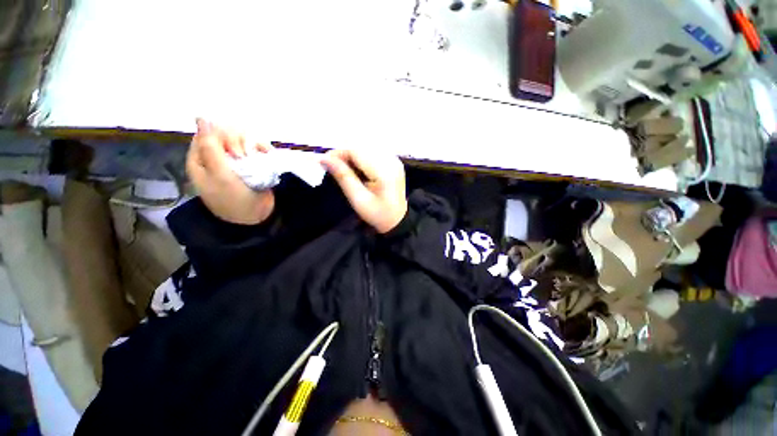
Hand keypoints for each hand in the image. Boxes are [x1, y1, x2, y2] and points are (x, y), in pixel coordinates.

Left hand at [186, 119, 274, 224]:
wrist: (257, 216)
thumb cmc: (234, 199)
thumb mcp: (219, 175)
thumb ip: (210, 147)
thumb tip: (201, 118)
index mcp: (200, 160)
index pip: (206, 133)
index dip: (220, 136)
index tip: (232, 149)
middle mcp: (216, 157)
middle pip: (224, 133)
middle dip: (236, 141)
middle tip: (243, 156)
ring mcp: (234, 160)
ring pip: (241, 138)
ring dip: (250, 144)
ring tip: (255, 157)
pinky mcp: (250, 164)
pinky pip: (254, 147)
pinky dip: (261, 147)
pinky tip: (265, 153)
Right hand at [322, 149, 406, 233]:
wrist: (397, 220)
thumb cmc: (378, 214)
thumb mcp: (358, 199)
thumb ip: (343, 176)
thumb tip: (325, 158)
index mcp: (384, 172)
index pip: (357, 151)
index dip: (338, 153)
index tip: (325, 161)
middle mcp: (392, 161)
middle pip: (362, 146)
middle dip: (344, 153)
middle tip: (333, 166)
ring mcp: (395, 160)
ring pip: (367, 147)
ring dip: (352, 154)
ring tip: (345, 168)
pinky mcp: (394, 161)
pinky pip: (374, 151)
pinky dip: (362, 156)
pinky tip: (358, 168)